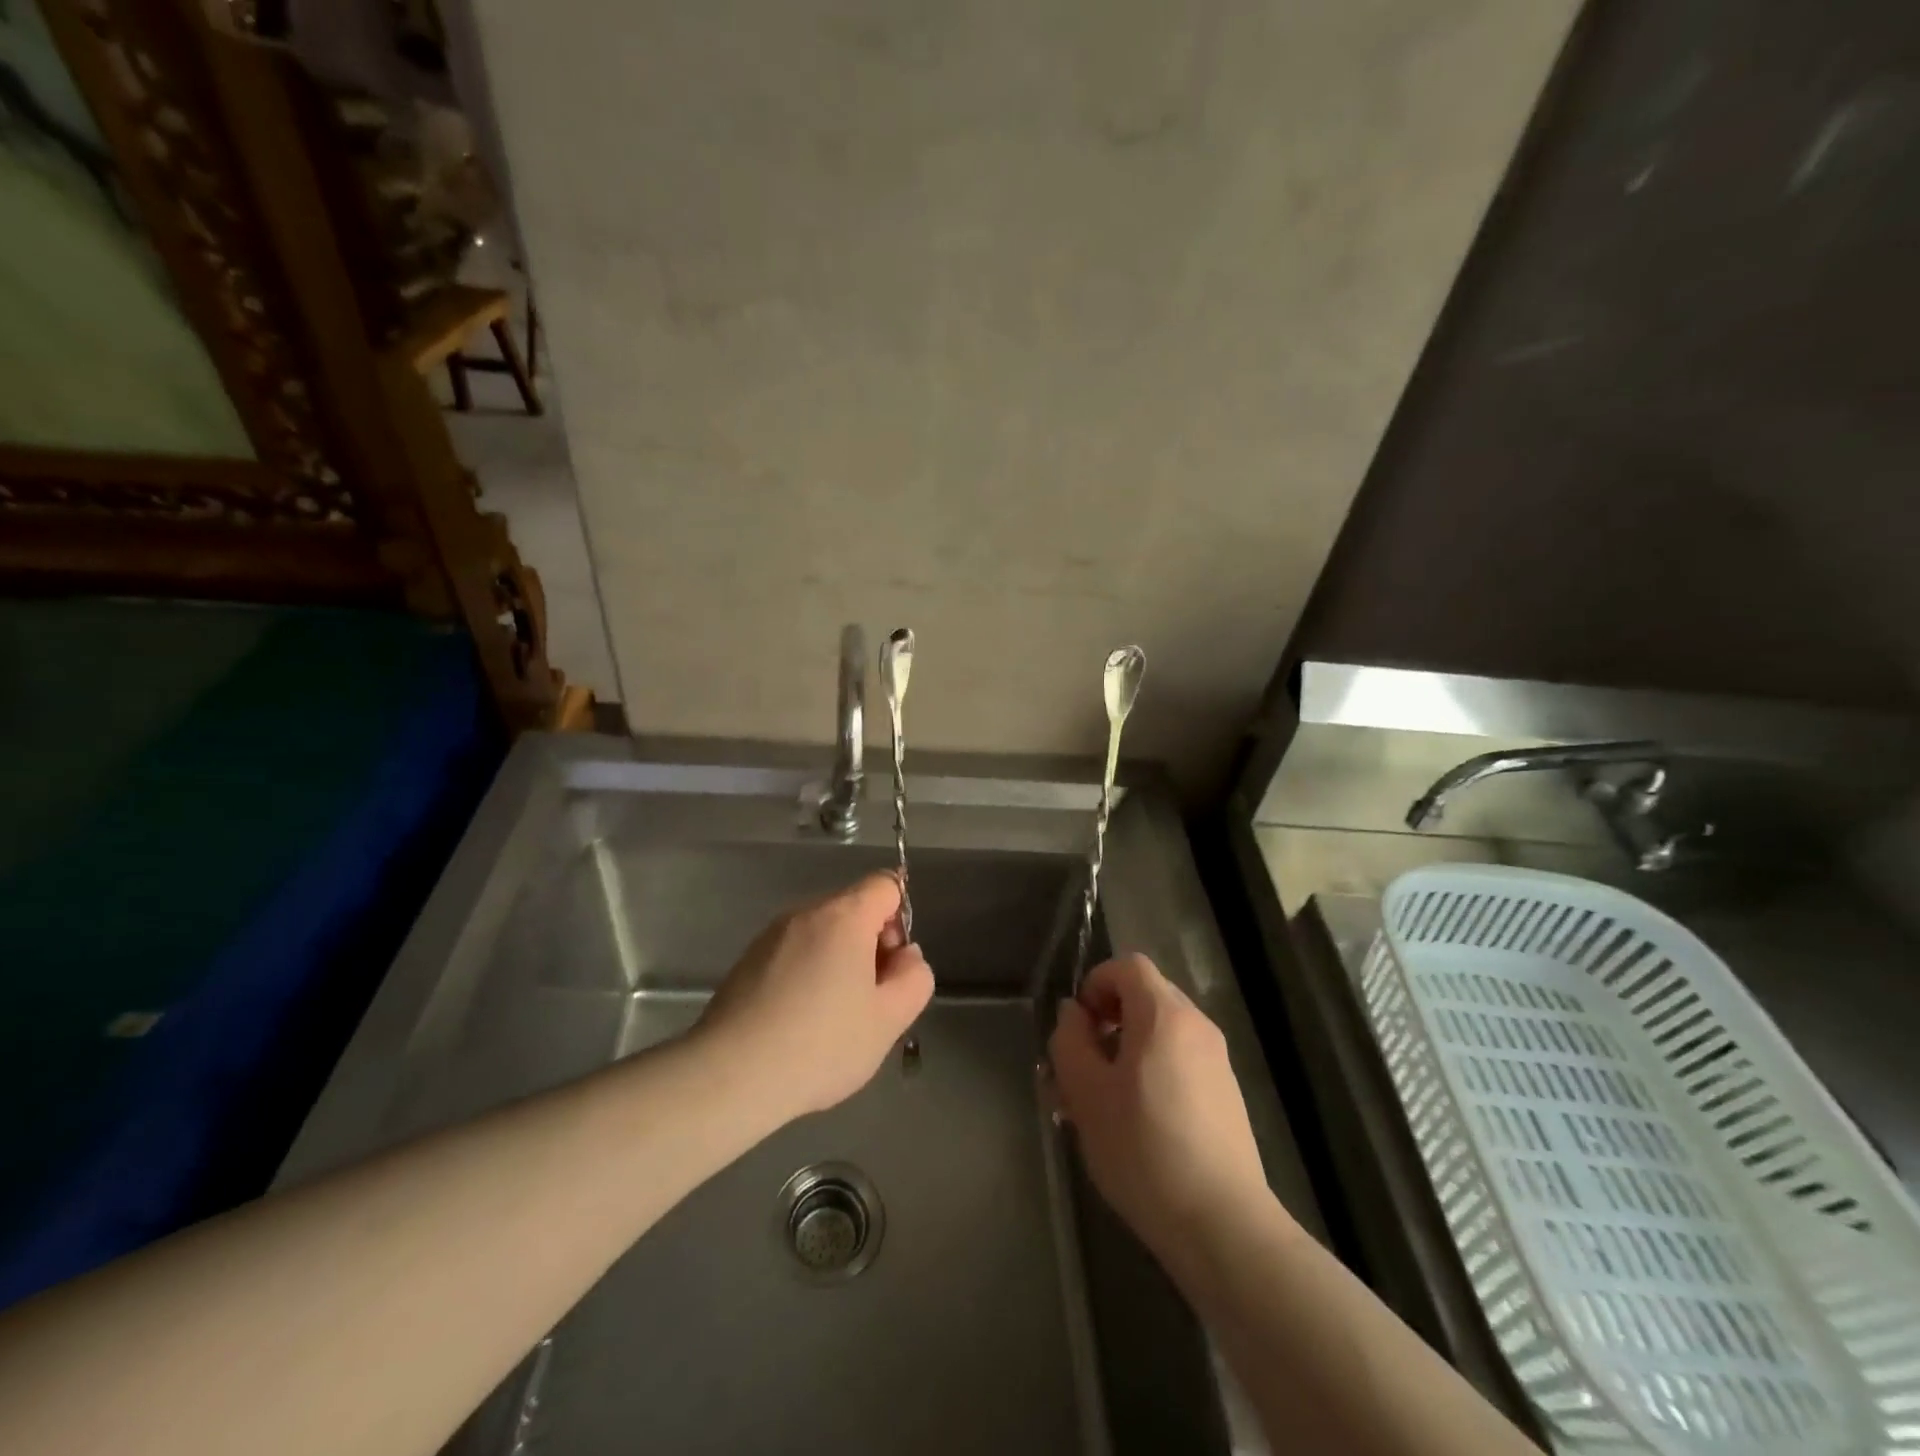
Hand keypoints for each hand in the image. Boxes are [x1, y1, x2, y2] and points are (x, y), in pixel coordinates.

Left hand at [695, 872, 933, 1121]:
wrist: (730, 1076)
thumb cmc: (821, 1044)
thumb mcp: (890, 1019)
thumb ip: (915, 978)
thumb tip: (905, 956)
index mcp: (843, 916)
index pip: (886, 884)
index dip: (901, 918)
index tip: (893, 964)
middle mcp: (805, 913)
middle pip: (853, 908)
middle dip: (871, 944)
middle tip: (869, 999)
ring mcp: (771, 936)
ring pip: (822, 933)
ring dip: (839, 961)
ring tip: (833, 1017)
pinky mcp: (747, 961)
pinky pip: (794, 953)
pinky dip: (808, 974)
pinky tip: (799, 1023)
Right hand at [1049, 954, 1269, 1260]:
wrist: (1223, 1225)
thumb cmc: (1144, 1149)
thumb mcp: (1087, 1093)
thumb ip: (1071, 1041)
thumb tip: (1073, 1013)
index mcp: (1164, 1015)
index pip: (1128, 966)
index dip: (1096, 983)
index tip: (1077, 1026)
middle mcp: (1196, 1026)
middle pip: (1145, 997)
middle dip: (1107, 1021)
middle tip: (1080, 1065)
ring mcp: (1216, 1061)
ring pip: (1160, 1034)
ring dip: (1125, 1051)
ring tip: (1099, 1102)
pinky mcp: (1226, 1095)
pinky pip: (1179, 1062)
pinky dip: (1151, 1072)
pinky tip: (1133, 1123)